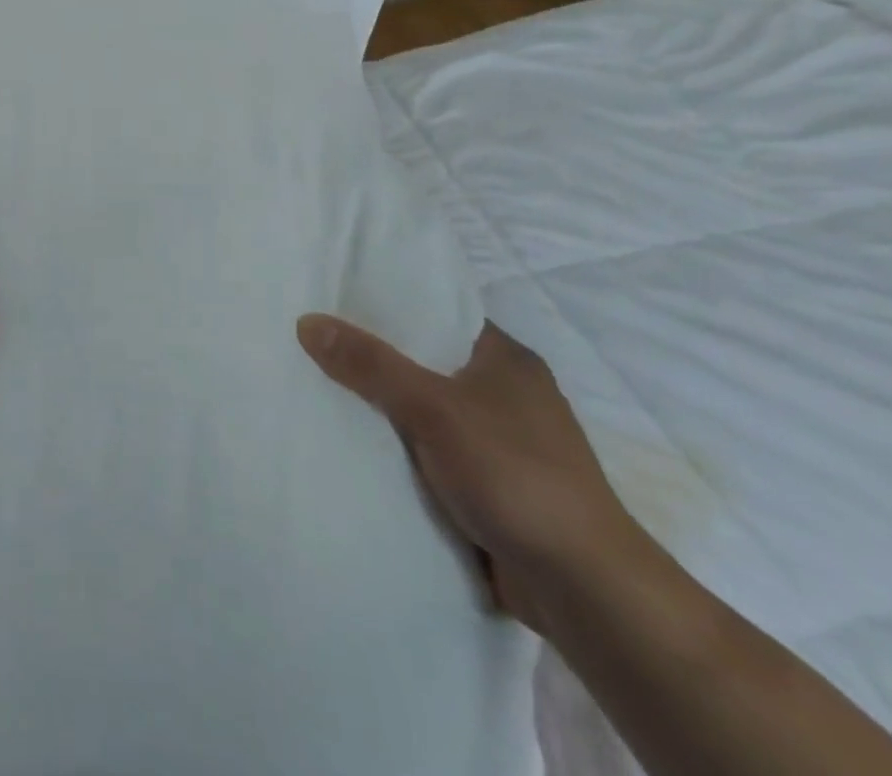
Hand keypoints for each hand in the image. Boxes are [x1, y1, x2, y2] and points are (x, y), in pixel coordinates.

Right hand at [296, 315, 647, 632]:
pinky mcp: (493, 488)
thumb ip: (370, 364)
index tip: (335, 300)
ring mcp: (501, 443)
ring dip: (386, 411)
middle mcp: (506, 394)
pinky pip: (431, 454)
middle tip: (315, 345)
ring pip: (426, 412)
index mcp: (506, 359)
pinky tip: (356, 447)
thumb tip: (307, 321)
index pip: (438, 313)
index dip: (388, 306)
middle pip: (425, 363)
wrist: (584, 590)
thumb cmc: (515, 475)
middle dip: (376, 360)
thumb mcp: (433, 409)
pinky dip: (401, 452)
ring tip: (321, 390)